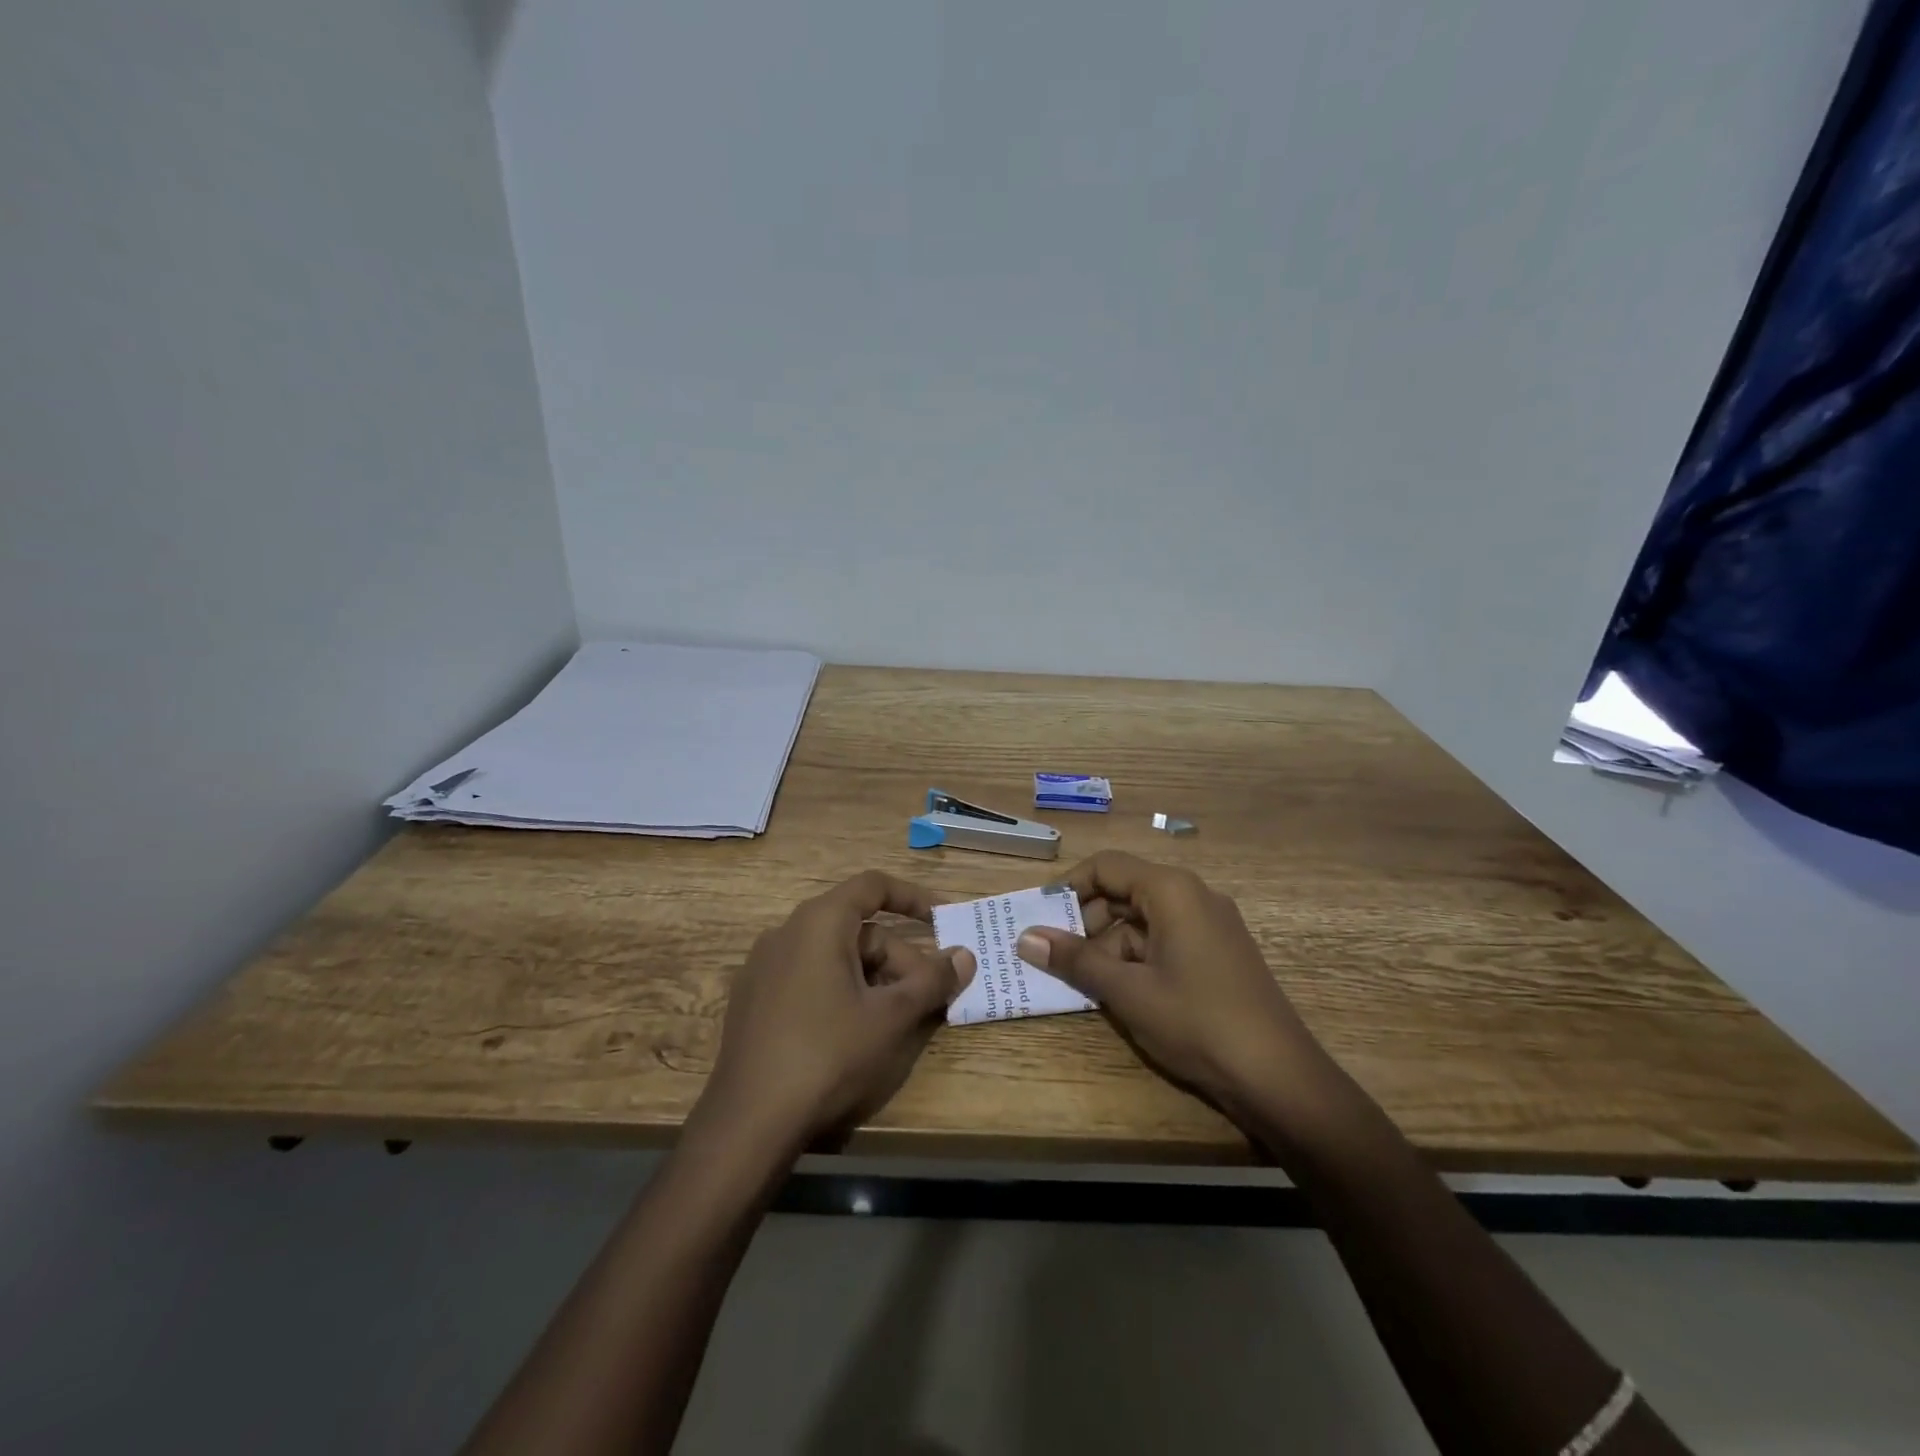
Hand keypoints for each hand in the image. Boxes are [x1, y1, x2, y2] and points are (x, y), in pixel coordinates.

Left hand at [700, 871, 974, 1151]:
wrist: (748, 1122)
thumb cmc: (828, 1055)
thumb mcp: (891, 1018)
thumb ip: (932, 980)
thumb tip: (965, 957)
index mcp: (819, 922)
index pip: (873, 886)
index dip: (914, 898)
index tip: (944, 920)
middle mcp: (787, 932)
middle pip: (858, 930)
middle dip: (900, 958)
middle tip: (928, 996)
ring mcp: (764, 967)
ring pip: (835, 957)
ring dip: (875, 979)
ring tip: (897, 1020)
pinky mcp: (753, 1000)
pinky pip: (809, 977)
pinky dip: (842, 990)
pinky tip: (855, 1033)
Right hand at [1017, 851, 1336, 1126]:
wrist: (1279, 1077)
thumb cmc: (1196, 1022)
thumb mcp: (1127, 991)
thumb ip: (1075, 960)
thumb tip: (1026, 937)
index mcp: (1171, 890)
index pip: (1106, 866)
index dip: (1068, 887)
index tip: (1040, 918)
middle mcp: (1193, 895)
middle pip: (1125, 891)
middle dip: (1088, 922)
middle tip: (1058, 958)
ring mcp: (1210, 924)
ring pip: (1143, 920)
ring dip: (1111, 946)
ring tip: (1087, 984)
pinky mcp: (1219, 953)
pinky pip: (1165, 940)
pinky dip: (1137, 959)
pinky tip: (1123, 993)